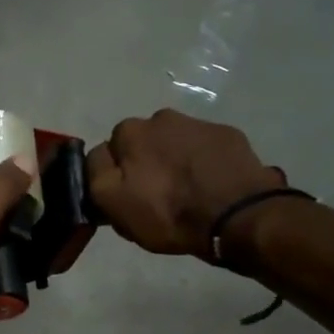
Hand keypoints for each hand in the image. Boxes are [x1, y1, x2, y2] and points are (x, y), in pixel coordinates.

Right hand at [86, 111, 285, 259]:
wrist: (238, 216)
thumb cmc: (168, 212)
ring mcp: (199, 124)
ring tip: (187, 193)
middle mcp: (162, 117)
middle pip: (144, 144)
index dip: (116, 176)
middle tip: (158, 196)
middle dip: (147, 163)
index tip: (128, 198)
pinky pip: (206, 149)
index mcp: (130, 131)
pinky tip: (211, 187)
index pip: (110, 151)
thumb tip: (99, 156)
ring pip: (175, 144)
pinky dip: (204, 163)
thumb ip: (95, 173)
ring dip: (175, 162)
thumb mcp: (113, 203)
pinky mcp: (229, 136)